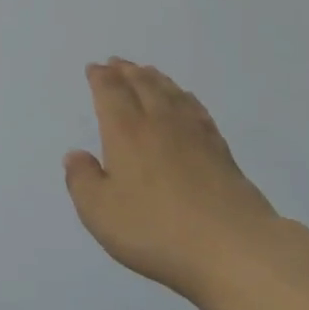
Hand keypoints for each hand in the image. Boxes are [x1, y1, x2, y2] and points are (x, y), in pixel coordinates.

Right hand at [64, 60, 283, 303]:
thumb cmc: (155, 228)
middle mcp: (159, 123)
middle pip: (143, 85)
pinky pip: (197, 110)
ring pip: (171, 93)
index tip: (94, 68)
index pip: (111, 93)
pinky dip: (185, 98)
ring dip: (155, 79)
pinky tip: (185, 101)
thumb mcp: (99, 211)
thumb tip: (76, 154)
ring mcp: (195, 135)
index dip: (101, 77)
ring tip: (147, 72)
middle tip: (117, 62)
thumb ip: (82, 180)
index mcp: (126, 132)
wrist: (232, 247)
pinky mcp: (221, 151)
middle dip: (126, 71)